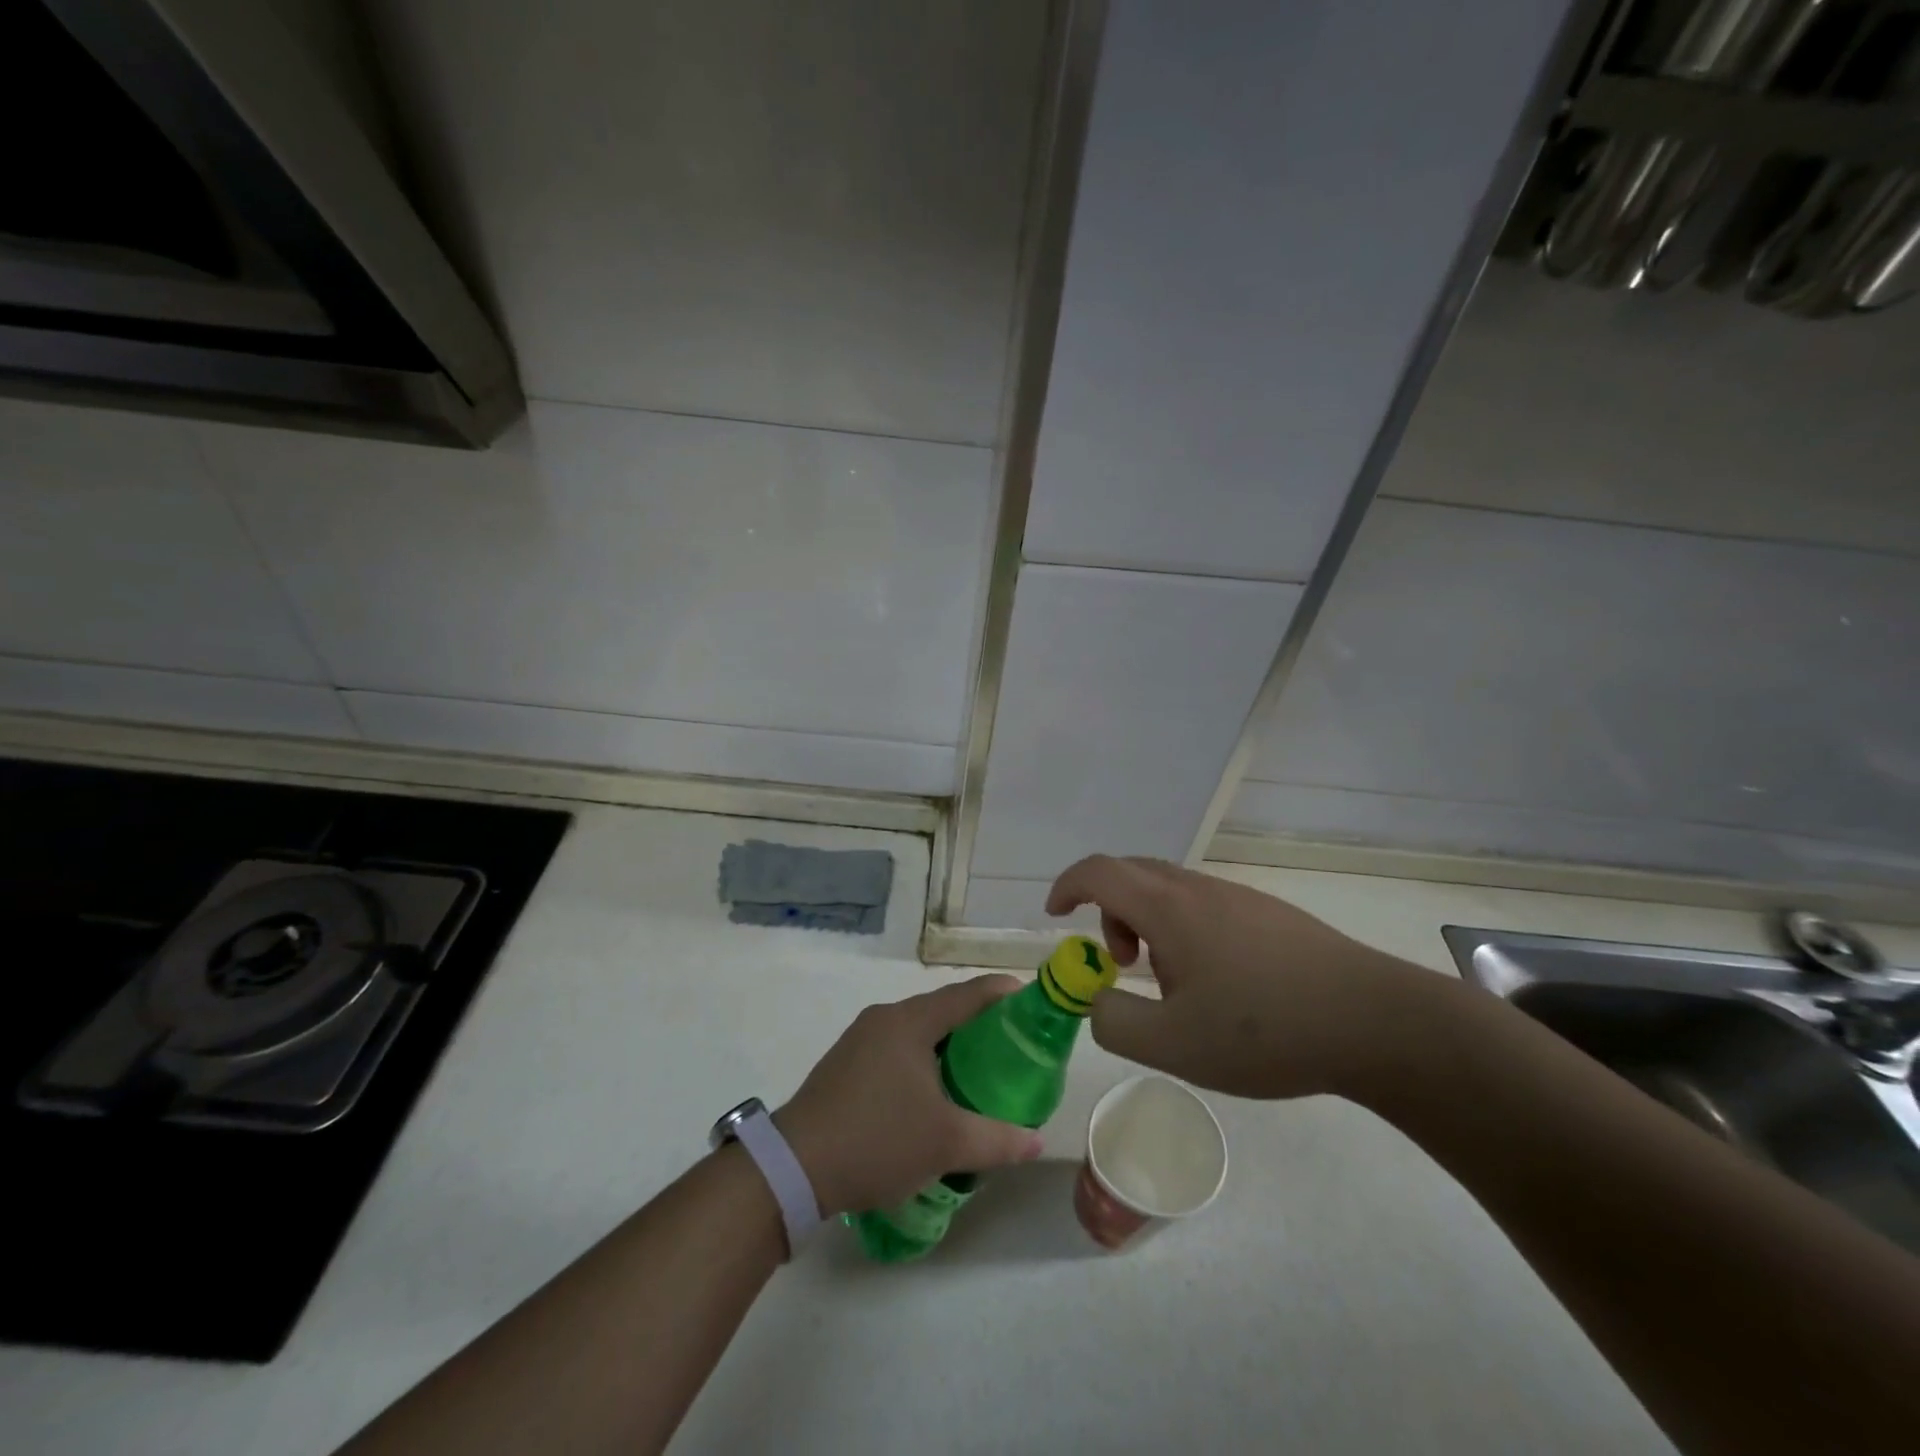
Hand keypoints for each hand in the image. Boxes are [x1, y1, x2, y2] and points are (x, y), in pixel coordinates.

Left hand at [775, 977, 1045, 1216]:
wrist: (795, 1166)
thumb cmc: (877, 1140)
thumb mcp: (945, 1144)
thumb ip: (997, 1139)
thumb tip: (1037, 1142)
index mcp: (910, 1021)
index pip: (967, 994)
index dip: (1001, 993)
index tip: (1030, 999)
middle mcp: (885, 1018)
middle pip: (942, 1008)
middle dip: (977, 1020)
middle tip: (1012, 1042)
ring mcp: (861, 1038)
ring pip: (917, 1028)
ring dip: (948, 1041)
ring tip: (978, 1066)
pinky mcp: (846, 1062)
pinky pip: (896, 1046)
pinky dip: (922, 1056)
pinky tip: (932, 1088)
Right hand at [1047, 855, 1436, 1100]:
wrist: (1376, 1021)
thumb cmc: (1265, 1031)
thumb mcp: (1172, 1045)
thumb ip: (1113, 1022)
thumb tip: (1097, 1000)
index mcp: (1169, 908)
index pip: (1099, 872)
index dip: (1067, 886)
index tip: (1055, 915)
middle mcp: (1200, 889)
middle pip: (1133, 874)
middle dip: (1109, 911)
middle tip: (1120, 962)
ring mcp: (1239, 897)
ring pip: (1170, 890)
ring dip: (1149, 924)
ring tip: (1173, 985)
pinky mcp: (1270, 914)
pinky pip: (1204, 905)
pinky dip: (1183, 930)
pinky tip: (1218, 984)